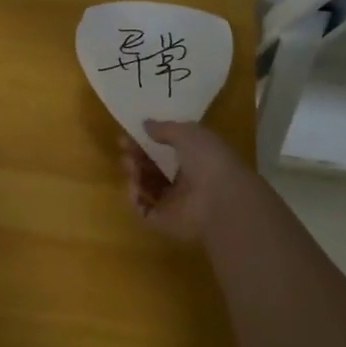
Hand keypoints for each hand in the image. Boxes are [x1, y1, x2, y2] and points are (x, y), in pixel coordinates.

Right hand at [119, 120, 263, 242]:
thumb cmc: (208, 159)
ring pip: (146, 188)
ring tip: (129, 165)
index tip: (128, 134)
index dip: (146, 142)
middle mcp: (184, 182)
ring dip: (133, 174)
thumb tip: (145, 124)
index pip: (164, 151)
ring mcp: (174, 203)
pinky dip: (134, 198)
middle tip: (124, 149)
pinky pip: (143, 210)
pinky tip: (133, 185)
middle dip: (136, 157)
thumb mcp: (187, 132)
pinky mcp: (165, 222)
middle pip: (152, 169)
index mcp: (194, 160)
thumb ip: (164, 128)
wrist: (221, 198)